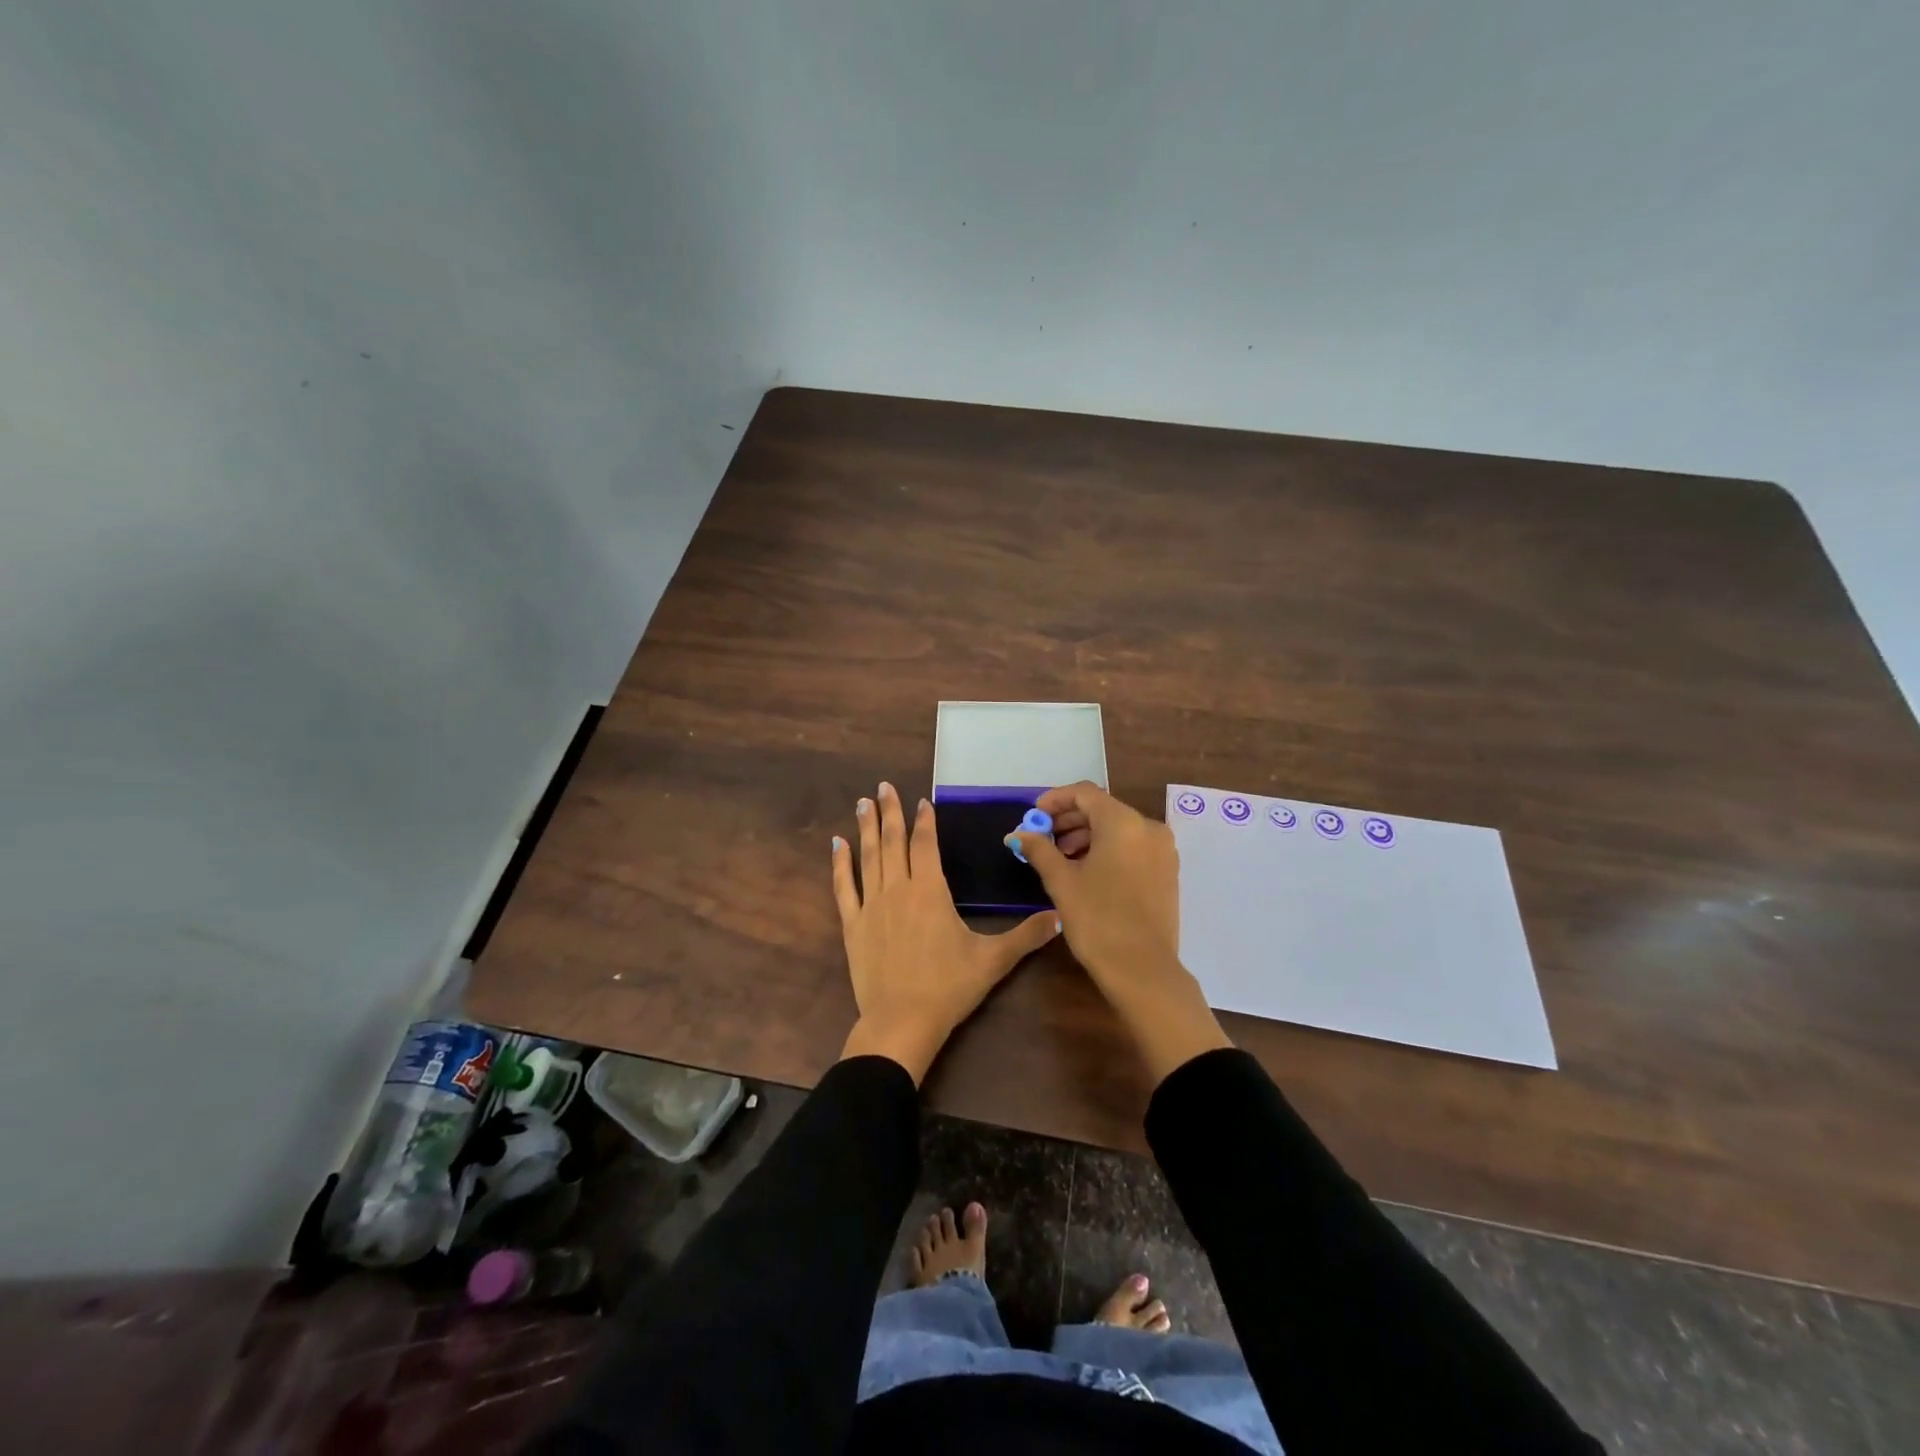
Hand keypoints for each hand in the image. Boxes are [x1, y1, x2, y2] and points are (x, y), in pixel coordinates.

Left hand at [834, 782, 1058, 1083]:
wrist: (902, 1021)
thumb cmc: (949, 987)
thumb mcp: (993, 960)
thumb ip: (1026, 936)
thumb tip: (1060, 918)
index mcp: (930, 890)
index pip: (926, 844)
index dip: (924, 820)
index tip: (921, 800)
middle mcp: (898, 888)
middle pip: (893, 841)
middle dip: (890, 811)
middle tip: (883, 786)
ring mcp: (872, 905)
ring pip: (869, 856)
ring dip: (866, 827)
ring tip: (863, 802)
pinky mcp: (853, 925)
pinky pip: (844, 887)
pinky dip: (840, 864)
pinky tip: (837, 844)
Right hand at [1011, 782, 1231, 1081]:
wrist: (1143, 970)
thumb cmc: (1097, 919)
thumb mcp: (1061, 882)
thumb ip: (1039, 849)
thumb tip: (1018, 834)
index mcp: (1123, 822)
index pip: (1084, 793)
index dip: (1055, 800)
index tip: (1033, 815)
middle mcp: (1148, 828)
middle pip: (1103, 809)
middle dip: (1069, 820)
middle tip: (1042, 838)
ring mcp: (1163, 850)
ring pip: (1118, 829)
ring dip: (1087, 836)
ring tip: (1060, 858)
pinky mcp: (1167, 872)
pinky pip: (1133, 847)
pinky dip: (1108, 850)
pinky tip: (1087, 872)